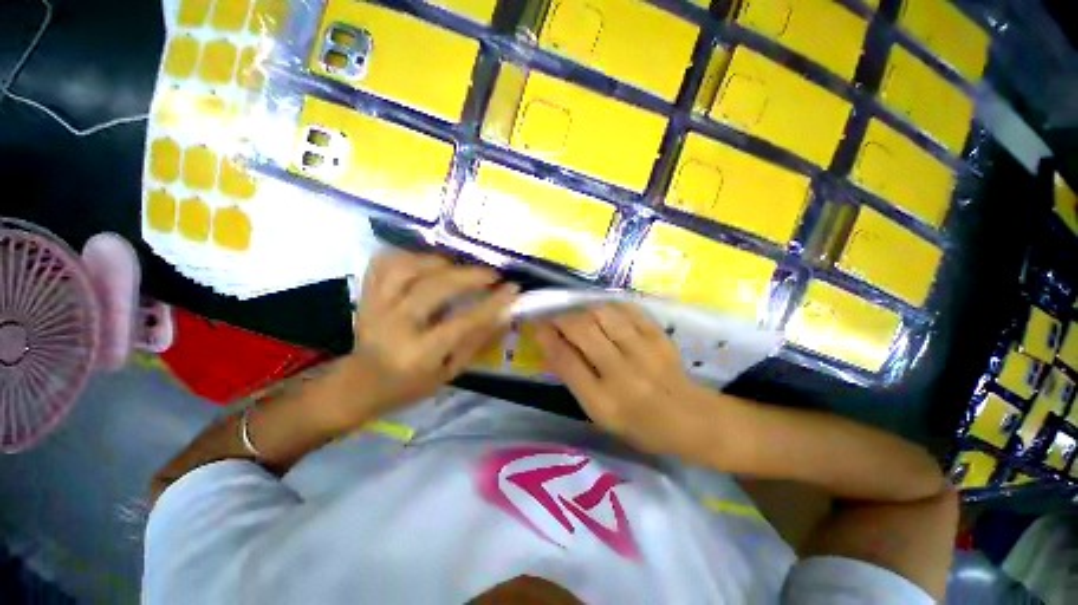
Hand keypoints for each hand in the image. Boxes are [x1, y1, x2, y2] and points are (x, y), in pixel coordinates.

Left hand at [338, 252, 517, 420]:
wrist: (360, 383)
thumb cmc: (411, 384)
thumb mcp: (450, 372)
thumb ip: (477, 341)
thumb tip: (504, 313)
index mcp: (420, 353)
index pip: (463, 322)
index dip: (492, 303)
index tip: (512, 288)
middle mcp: (396, 325)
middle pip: (435, 287)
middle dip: (470, 276)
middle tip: (492, 275)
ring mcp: (375, 306)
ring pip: (407, 268)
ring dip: (440, 262)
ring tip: (459, 267)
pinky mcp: (365, 295)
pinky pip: (385, 263)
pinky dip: (408, 256)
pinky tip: (426, 263)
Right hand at [535, 303, 711, 455]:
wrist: (691, 419)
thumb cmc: (638, 425)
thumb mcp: (599, 414)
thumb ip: (574, 379)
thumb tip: (551, 346)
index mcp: (604, 402)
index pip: (565, 360)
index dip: (546, 338)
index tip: (538, 327)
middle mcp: (622, 374)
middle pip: (582, 330)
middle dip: (561, 319)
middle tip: (555, 318)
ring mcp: (644, 351)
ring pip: (603, 313)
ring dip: (584, 310)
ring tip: (580, 316)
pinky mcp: (659, 336)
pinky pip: (628, 309)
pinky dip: (609, 306)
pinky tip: (604, 313)